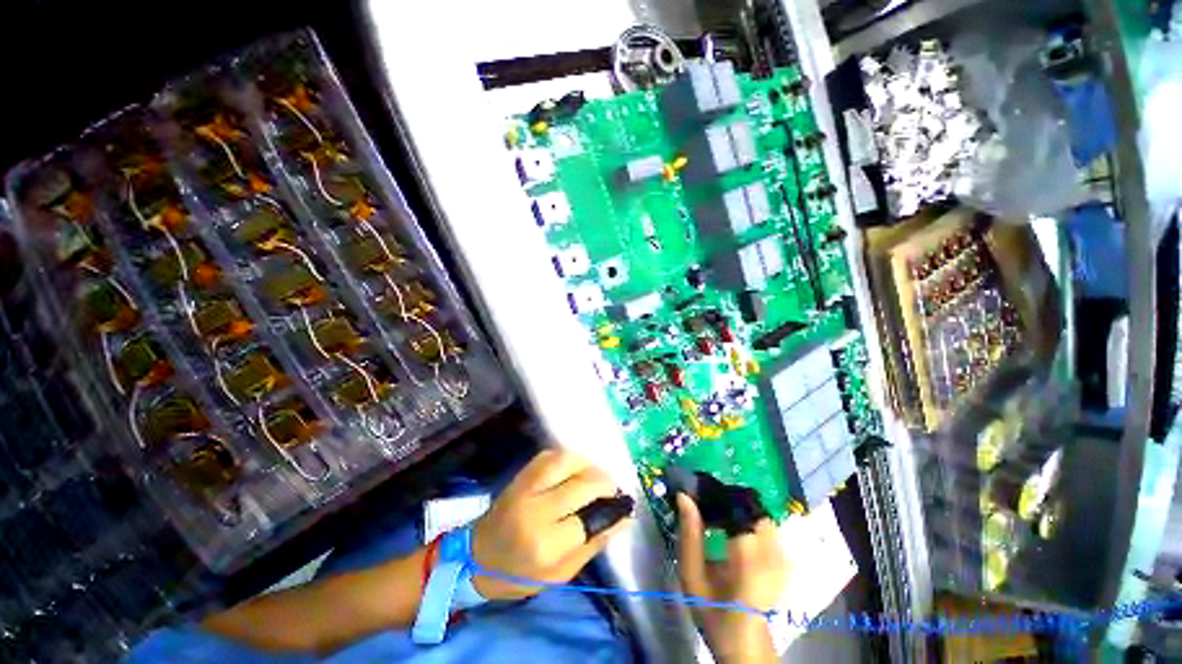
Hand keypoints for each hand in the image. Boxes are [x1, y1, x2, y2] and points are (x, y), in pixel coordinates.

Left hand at [471, 449, 632, 600]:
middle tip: (612, 488)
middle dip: (604, 483)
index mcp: (545, 545)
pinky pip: (550, 455)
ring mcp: (526, 487)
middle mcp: (535, 510)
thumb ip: (594, 544)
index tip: (622, 505)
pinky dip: (568, 458)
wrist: (476, 557)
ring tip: (595, 475)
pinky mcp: (520, 475)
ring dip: (588, 464)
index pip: (589, 519)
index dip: (610, 509)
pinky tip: (575, 468)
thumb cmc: (520, 573)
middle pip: (582, 484)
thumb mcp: (560, 574)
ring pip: (566, 461)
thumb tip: (624, 519)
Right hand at [677, 493, 785, 662]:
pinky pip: (764, 525)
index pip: (735, 505)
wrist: (746, 645)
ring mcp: (782, 553)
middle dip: (725, 499)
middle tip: (704, 505)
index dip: (715, 493)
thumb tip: (683, 496)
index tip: (695, 492)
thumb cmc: (714, 613)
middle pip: (749, 504)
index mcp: (748, 555)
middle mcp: (771, 549)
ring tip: (716, 519)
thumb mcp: (692, 577)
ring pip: (757, 512)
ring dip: (736, 509)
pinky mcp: (784, 556)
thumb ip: (689, 535)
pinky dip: (746, 520)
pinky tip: (731, 531)